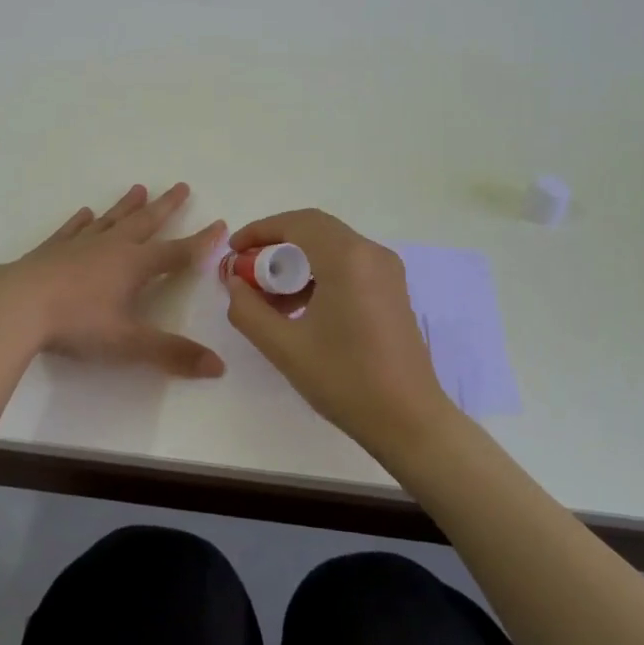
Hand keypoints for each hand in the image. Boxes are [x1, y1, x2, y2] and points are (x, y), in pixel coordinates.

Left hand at [0, 183, 227, 376]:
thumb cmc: (77, 323)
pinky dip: (82, 221)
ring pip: (111, 219)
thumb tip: (218, 367)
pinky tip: (85, 213)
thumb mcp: (128, 343)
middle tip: (181, 186)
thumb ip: (172, 353)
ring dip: (127, 206)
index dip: (201, 241)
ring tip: (139, 188)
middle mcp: (111, 247)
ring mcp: (79, 245)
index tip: (220, 223)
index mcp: (134, 265)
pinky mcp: (51, 250)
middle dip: (166, 207)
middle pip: (145, 222)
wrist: (16, 306)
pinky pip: (73, 229)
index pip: (177, 252)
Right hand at [224, 209, 450, 453]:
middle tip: (247, 270)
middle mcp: (371, 253)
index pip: (296, 223)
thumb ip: (248, 309)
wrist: (409, 421)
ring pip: (331, 247)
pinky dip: (319, 273)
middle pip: (314, 230)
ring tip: (268, 297)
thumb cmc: (345, 380)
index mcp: (347, 259)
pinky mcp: (392, 289)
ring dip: (296, 261)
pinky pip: (348, 264)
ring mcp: (387, 271)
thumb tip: (234, 283)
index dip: (260, 231)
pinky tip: (299, 308)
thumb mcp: (284, 347)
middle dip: (276, 245)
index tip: (233, 251)